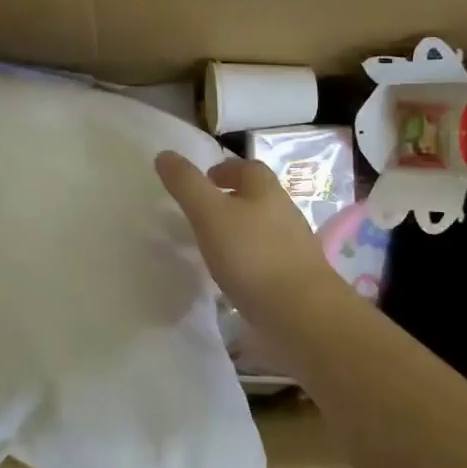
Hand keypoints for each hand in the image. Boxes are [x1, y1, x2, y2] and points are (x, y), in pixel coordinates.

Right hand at [155, 152, 337, 321]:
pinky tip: (235, 277)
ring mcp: (294, 247)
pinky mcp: (295, 278)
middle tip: (204, 212)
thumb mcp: (209, 213)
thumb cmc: (252, 255)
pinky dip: (249, 261)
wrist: (301, 313)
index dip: (226, 169)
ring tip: (214, 246)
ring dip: (241, 231)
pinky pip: (267, 260)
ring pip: (263, 228)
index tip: (205, 180)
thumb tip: (164, 154)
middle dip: (233, 199)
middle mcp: (285, 212)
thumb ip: (186, 184)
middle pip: (258, 197)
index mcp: (266, 190)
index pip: (248, 167)